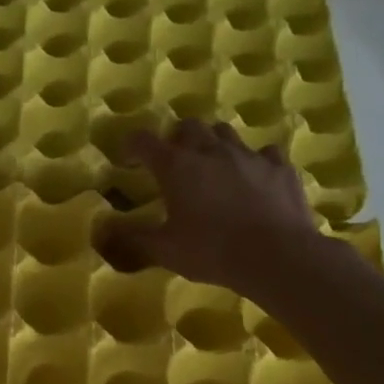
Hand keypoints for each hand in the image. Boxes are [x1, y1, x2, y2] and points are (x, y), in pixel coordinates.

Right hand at [95, 120, 326, 296]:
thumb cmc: (212, 251)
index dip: (132, 146)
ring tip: (211, 165)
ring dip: (213, 143)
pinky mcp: (280, 168)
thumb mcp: (164, 250)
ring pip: (225, 133)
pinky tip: (254, 177)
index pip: (144, 141)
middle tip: (173, 161)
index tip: (128, 160)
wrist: (277, 256)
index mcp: (176, 166)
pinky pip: (264, 153)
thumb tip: (103, 229)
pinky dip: (254, 161)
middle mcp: (210, 151)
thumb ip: (132, 236)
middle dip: (176, 138)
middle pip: (188, 126)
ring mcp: (248, 156)